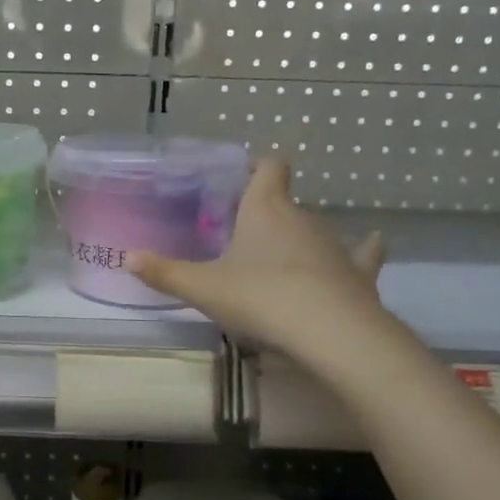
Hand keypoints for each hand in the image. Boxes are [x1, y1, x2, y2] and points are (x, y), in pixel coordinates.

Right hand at [127, 158, 387, 361]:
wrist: (329, 332)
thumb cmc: (259, 297)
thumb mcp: (203, 288)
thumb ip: (165, 272)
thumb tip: (127, 257)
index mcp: (265, 209)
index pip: (268, 169)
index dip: (259, 167)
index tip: (245, 173)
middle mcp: (302, 217)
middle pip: (285, 202)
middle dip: (267, 213)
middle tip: (243, 235)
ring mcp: (334, 244)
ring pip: (314, 230)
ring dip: (299, 239)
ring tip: (280, 260)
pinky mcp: (358, 272)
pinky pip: (362, 254)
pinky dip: (364, 250)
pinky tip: (372, 244)